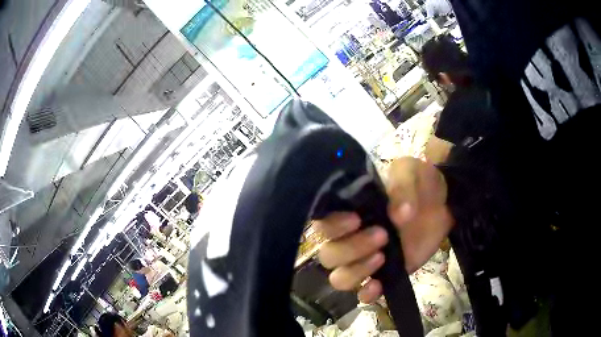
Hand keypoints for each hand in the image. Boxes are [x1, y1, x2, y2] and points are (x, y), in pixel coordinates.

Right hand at [316, 157, 452, 302]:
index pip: (323, 223)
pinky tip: (379, 286)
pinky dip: (367, 293)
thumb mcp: (411, 173)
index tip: (356, 220)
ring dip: (356, 271)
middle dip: (352, 248)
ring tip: (382, 257)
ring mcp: (365, 259)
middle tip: (382, 235)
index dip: (332, 226)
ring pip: (339, 277)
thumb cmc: (420, 183)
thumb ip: (403, 187)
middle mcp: (350, 237)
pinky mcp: (383, 275)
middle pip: (329, 254)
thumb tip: (398, 215)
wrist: (444, 204)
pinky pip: (362, 292)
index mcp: (350, 210)